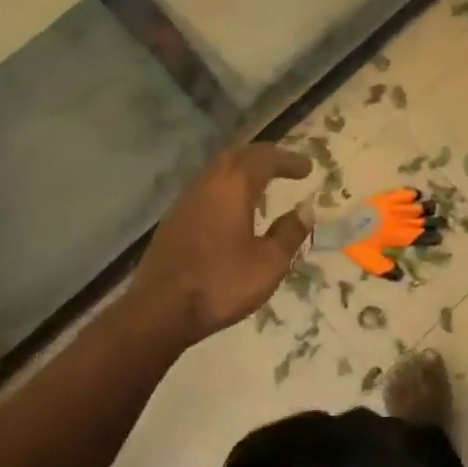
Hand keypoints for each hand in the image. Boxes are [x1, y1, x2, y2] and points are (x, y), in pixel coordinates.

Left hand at [129, 144, 314, 344]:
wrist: (159, 310)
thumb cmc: (221, 282)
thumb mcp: (269, 262)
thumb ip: (290, 233)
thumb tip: (305, 210)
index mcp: (233, 186)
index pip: (265, 159)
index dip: (288, 160)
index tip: (308, 168)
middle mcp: (207, 183)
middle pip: (238, 156)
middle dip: (264, 157)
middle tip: (284, 166)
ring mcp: (186, 201)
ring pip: (218, 171)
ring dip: (243, 172)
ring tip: (262, 185)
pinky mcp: (173, 220)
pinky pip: (206, 190)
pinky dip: (226, 189)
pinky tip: (233, 210)